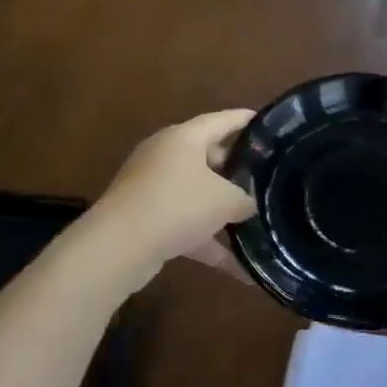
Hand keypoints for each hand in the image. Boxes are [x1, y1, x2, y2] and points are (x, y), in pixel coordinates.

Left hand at [88, 109, 256, 275]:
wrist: (120, 245)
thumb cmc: (178, 205)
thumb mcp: (225, 200)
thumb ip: (244, 199)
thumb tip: (248, 204)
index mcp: (184, 138)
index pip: (220, 120)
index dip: (244, 119)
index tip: (265, 121)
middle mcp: (165, 155)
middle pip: (207, 156)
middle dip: (235, 170)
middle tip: (263, 178)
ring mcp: (151, 186)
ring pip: (195, 192)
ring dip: (220, 209)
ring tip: (252, 221)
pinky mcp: (144, 216)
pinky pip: (183, 222)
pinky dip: (206, 240)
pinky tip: (236, 267)